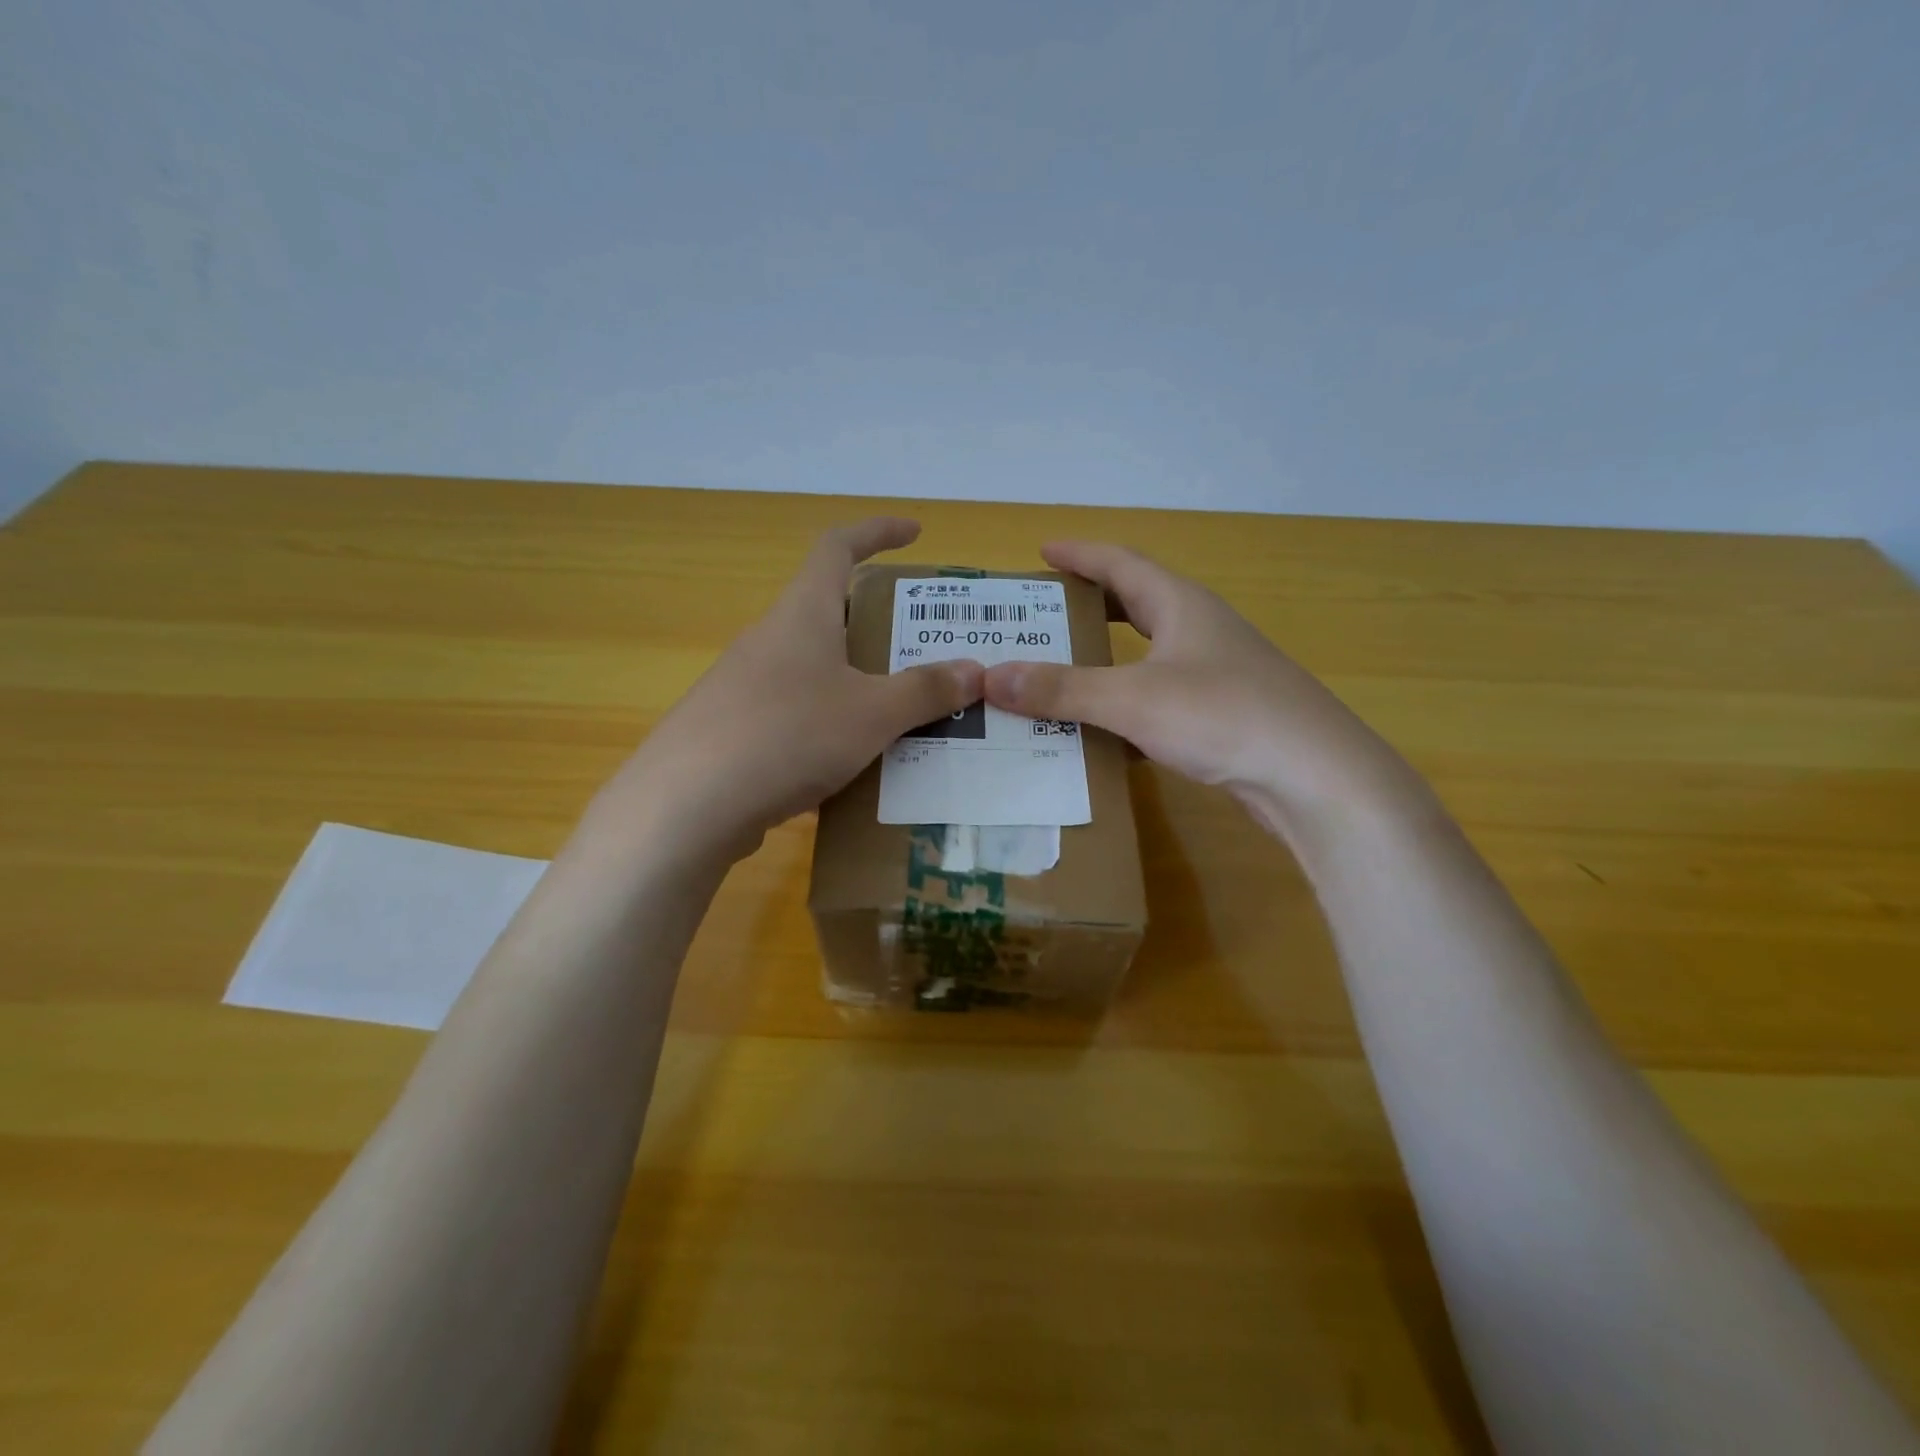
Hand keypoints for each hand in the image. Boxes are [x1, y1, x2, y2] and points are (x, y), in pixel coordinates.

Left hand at [598, 519, 981, 861]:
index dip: (877, 531)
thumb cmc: (788, 736)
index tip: (914, 533)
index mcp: (801, 615)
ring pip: (814, 669)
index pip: (837, 547)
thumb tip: (976, 671)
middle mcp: (769, 640)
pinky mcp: (734, 730)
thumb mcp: (871, 714)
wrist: (686, 806)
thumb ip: (925, 691)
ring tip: (901, 715)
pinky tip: (851, 764)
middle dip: (877, 625)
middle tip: (922, 651)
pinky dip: (830, 723)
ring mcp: (744, 686)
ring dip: (856, 681)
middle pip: (828, 613)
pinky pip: (796, 712)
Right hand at [982, 542, 1427, 838]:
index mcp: (1182, 606)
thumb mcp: (1133, 699)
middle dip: (1091, 603)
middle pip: (1137, 603)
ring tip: (1063, 668)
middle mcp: (1201, 630)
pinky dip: (1127, 702)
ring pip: (1150, 653)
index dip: (1080, 555)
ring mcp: (1217, 673)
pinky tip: (1104, 728)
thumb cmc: (1224, 717)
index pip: (1122, 564)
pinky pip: (1160, 696)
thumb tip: (991, 677)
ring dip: (1107, 656)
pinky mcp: (1224, 715)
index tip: (1042, 551)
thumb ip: (1062, 689)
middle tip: (1045, 613)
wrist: (1316, 778)